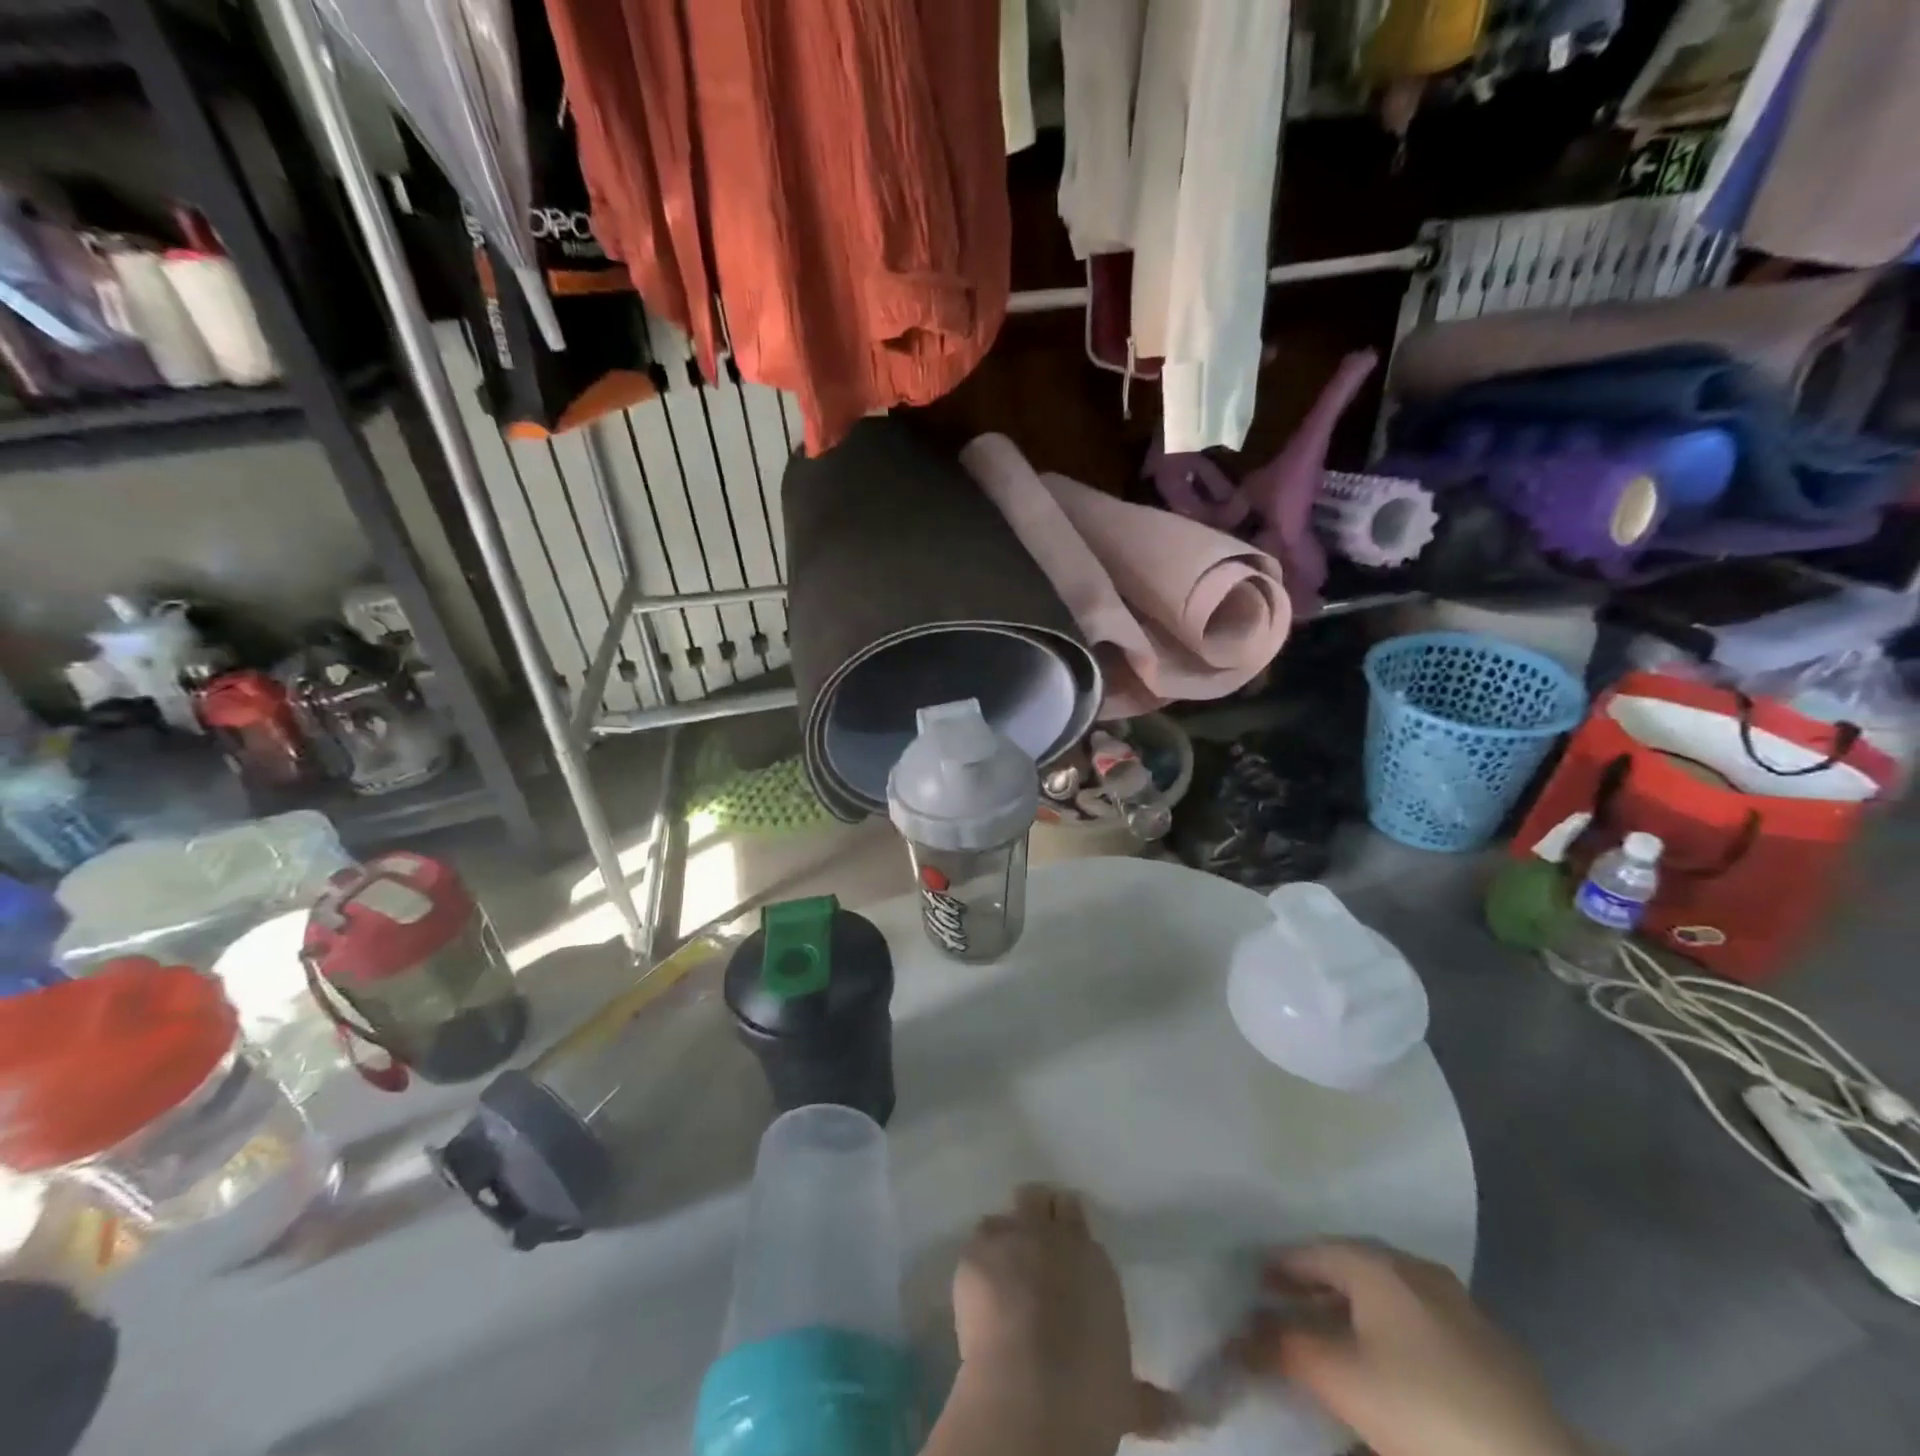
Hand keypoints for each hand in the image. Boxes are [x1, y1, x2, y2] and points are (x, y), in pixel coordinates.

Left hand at [938, 1184, 1174, 1455]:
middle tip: (1029, 1246)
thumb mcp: (1128, 1392)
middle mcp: (1052, 1234)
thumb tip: (1196, 1414)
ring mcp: (1010, 1237)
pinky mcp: (975, 1254)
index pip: (1073, 1211)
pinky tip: (979, 1292)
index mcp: (1091, 1256)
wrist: (1033, 1391)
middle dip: (1033, 1215)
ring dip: (1003, 1240)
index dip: (1065, 1224)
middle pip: (1037, 1199)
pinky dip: (978, 1265)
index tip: (1063, 1244)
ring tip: (1001, 1271)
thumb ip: (1156, 1395)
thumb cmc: (1090, 1391)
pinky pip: (975, 1247)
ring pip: (1002, 1219)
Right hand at [1240, 1241, 1590, 1455]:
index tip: (1252, 1283)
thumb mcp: (1341, 1381)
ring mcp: (1459, 1305)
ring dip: (1353, 1308)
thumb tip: (1238, 1335)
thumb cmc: (1422, 1409)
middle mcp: (1415, 1269)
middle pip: (1350, 1266)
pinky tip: (1388, 1362)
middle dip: (1314, 1284)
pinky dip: (1389, 1330)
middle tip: (1284, 1304)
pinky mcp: (1490, 1348)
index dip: (1278, 1266)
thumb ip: (1283, 1350)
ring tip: (1330, 1335)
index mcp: (1377, 1264)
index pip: (1311, 1251)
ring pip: (1388, 1294)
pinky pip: (1419, 1321)